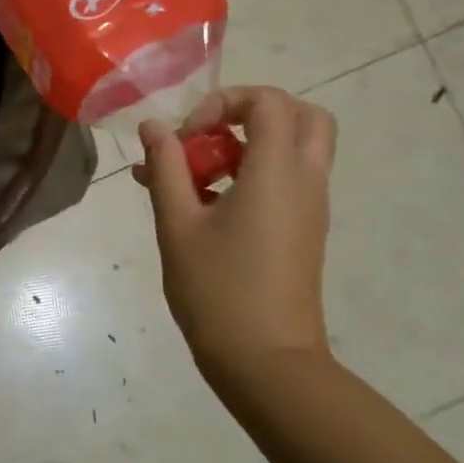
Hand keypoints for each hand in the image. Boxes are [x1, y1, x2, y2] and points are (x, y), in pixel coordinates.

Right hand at [133, 86, 336, 380]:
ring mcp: (309, 208)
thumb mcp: (178, 223)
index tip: (186, 135)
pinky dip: (250, 176)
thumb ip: (166, 167)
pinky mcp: (303, 231)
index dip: (223, 102)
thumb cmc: (217, 288)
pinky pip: (284, 182)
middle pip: (300, 116)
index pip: (268, 101)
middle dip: (250, 114)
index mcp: (277, 172)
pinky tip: (200, 206)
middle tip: (207, 137)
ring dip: (244, 147)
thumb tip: (154, 127)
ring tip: (187, 179)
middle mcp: (305, 181)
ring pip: (292, 150)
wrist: (266, 360)